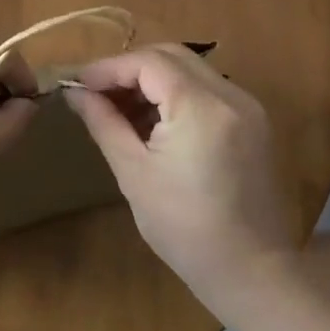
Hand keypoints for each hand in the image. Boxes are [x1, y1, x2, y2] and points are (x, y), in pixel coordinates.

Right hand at [65, 45, 299, 304]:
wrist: (254, 275)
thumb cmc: (185, 229)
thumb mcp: (134, 173)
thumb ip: (103, 122)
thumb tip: (75, 93)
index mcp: (201, 107)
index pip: (147, 62)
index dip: (109, 68)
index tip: (79, 85)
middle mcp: (230, 95)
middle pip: (170, 55)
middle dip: (130, 68)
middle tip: (98, 93)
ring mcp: (248, 106)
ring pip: (190, 68)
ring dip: (153, 79)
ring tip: (121, 109)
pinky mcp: (254, 122)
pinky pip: (207, 89)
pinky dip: (177, 93)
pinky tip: (155, 121)